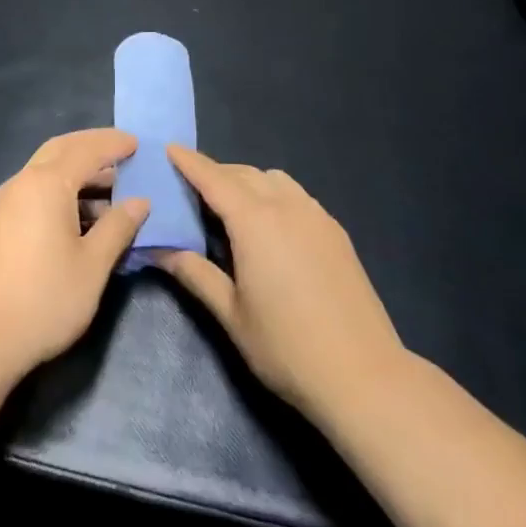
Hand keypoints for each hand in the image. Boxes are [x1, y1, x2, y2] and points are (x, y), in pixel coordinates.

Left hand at [0, 129, 149, 378]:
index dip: (114, 144)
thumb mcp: (93, 264)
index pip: (87, 150)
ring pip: (47, 170)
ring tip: (112, 192)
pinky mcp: (1, 222)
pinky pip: (37, 190)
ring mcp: (8, 201)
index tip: (138, 144)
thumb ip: (118, 227)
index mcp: (48, 183)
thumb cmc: (45, 297)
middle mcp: (24, 181)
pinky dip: (63, 190)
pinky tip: (83, 216)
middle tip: (124, 154)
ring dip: (78, 171)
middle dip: (93, 147)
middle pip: (61, 150)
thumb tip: (139, 202)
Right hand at [155, 146, 405, 419]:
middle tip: (190, 188)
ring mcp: (316, 217)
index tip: (169, 148)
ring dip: (247, 181)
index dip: (189, 162)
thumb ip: (195, 274)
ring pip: (274, 179)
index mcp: (255, 222)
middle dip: (215, 173)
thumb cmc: (287, 347)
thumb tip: (160, 250)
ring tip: (230, 207)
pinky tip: (269, 226)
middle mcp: (286, 207)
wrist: (365, 377)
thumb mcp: (231, 314)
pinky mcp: (336, 233)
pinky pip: (297, 196)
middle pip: (243, 173)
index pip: (214, 179)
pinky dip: (274, 194)